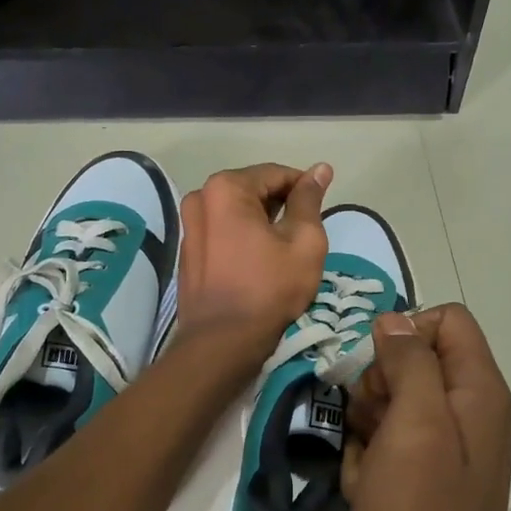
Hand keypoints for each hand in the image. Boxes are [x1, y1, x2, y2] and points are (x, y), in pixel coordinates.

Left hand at [176, 163, 331, 353]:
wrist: (223, 341)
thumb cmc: (269, 288)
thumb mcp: (304, 241)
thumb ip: (310, 200)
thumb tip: (320, 169)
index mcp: (226, 188)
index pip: (275, 173)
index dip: (303, 186)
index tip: (323, 206)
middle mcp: (200, 198)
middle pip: (253, 190)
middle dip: (281, 205)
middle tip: (305, 232)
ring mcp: (189, 226)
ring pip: (236, 212)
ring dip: (262, 222)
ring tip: (285, 248)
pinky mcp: (188, 251)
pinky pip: (223, 232)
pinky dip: (243, 237)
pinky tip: (260, 261)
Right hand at [343, 304, 510, 510]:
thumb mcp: (415, 425)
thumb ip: (410, 361)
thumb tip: (394, 319)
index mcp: (478, 390)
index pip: (446, 320)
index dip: (405, 333)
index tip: (377, 373)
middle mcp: (470, 412)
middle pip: (415, 360)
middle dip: (379, 386)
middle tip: (370, 426)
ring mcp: (448, 449)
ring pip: (393, 404)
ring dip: (367, 427)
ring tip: (366, 467)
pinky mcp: (426, 480)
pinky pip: (389, 446)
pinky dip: (369, 461)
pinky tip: (365, 491)